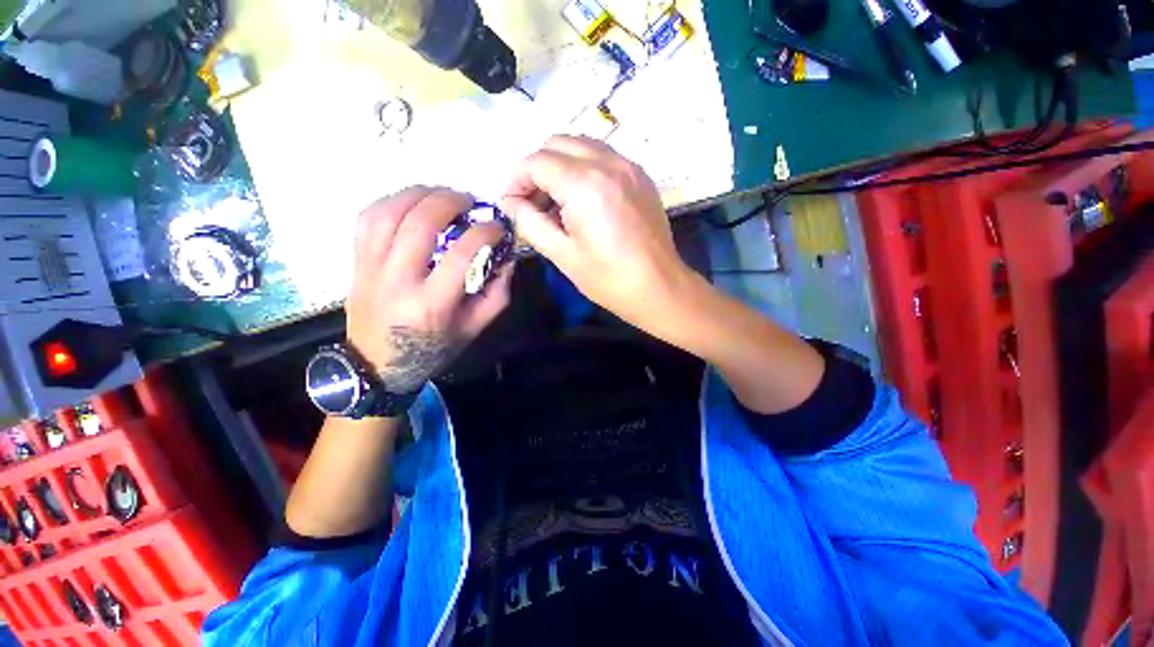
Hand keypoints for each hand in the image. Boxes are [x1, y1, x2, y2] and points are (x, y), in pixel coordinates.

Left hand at [347, 187, 511, 391]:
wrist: (377, 364)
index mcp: (432, 304)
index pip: (461, 254)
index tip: (498, 228)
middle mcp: (397, 281)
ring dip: (419, 194)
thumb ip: (497, 294)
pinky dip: (391, 201)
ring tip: (441, 194)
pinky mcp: (356, 263)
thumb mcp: (474, 328)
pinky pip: (367, 219)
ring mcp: (370, 269)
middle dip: (450, 202)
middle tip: (469, 201)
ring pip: (388, 213)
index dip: (485, 233)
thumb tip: (507, 258)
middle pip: (420, 224)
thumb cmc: (433, 348)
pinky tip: (411, 202)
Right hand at [501, 136, 693, 332]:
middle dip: (536, 169)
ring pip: (581, 145)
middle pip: (557, 143)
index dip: (515, 180)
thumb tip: (509, 203)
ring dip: (560, 166)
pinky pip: (603, 157)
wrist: (659, 287)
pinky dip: (584, 169)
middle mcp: (608, 163)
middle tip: (532, 202)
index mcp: (585, 184)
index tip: (510, 204)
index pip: (536, 162)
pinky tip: (583, 200)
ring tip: (556, 202)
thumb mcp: (561, 254)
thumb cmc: (608, 278)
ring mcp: (629, 166)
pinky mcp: (640, 176)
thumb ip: (529, 222)